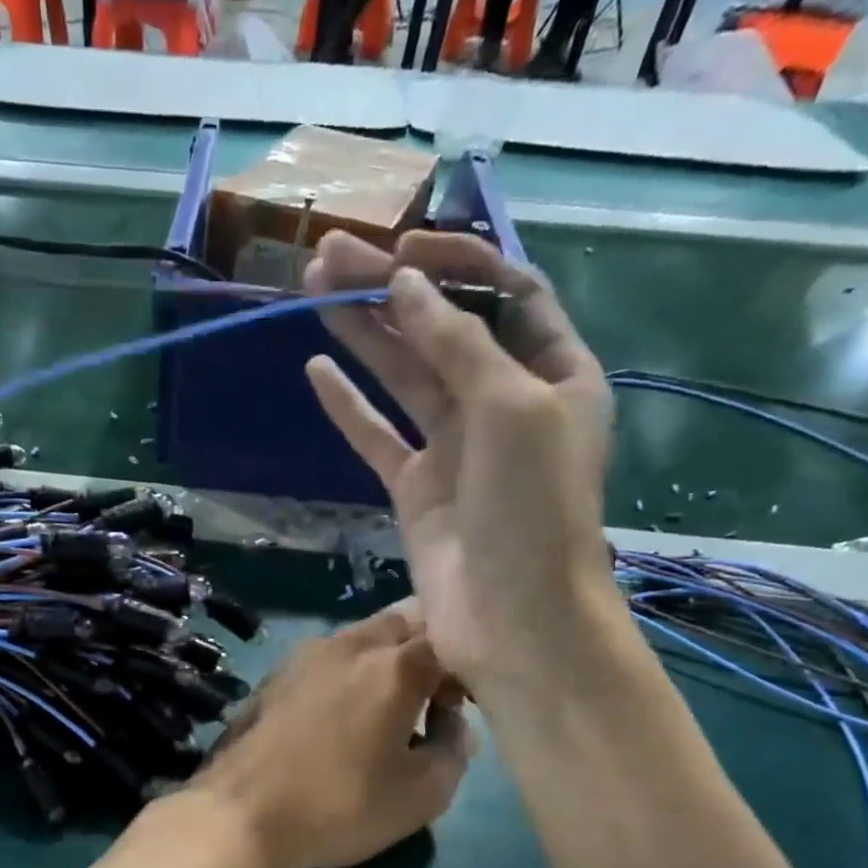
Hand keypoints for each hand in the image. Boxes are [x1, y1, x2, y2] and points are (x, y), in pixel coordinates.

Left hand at [163, 604, 469, 867]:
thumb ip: (454, 749)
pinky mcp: (276, 673)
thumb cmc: (339, 807)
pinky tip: (341, 714)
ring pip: (363, 636)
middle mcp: (350, 643)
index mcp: (394, 665)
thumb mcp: (421, 795)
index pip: (449, 638)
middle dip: (428, 648)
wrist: (239, 815)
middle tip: (431, 697)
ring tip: (387, 708)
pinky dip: (350, 671)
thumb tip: (452, 723)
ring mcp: (306, 654)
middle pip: (405, 622)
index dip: (466, 668)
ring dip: (387, 658)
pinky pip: (329, 657)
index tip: (461, 706)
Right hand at [301, 230, 617, 693]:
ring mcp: (456, 448)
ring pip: (404, 378)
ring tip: (313, 290)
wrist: (512, 618)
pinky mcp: (416, 489)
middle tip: (328, 256)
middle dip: (390, 290)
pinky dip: (349, 407)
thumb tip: (405, 287)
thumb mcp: (511, 408)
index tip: (399, 249)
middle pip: (443, 330)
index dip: (455, 265)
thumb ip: (458, 344)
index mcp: (554, 374)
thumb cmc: (532, 509)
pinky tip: (317, 370)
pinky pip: (378, 438)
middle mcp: (504, 403)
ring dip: (363, 334)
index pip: (507, 293)